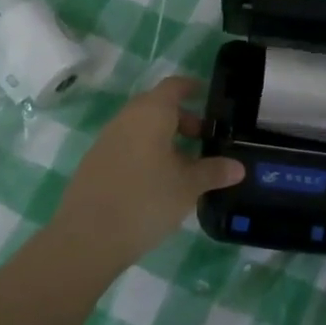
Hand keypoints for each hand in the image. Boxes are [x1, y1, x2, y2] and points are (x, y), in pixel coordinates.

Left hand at [56, 77, 243, 267]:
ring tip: (183, 166)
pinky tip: (156, 182)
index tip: (207, 96)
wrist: (87, 238)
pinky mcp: (95, 163)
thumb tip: (238, 167)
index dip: (192, 88)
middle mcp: (126, 118)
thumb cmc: (146, 200)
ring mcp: (106, 140)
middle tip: (202, 140)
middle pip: (156, 106)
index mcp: (151, 113)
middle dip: (181, 119)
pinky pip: (127, 146)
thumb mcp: (188, 187)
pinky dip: (145, 153)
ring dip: (163, 138)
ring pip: (141, 128)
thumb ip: (213, 172)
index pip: (174, 86)